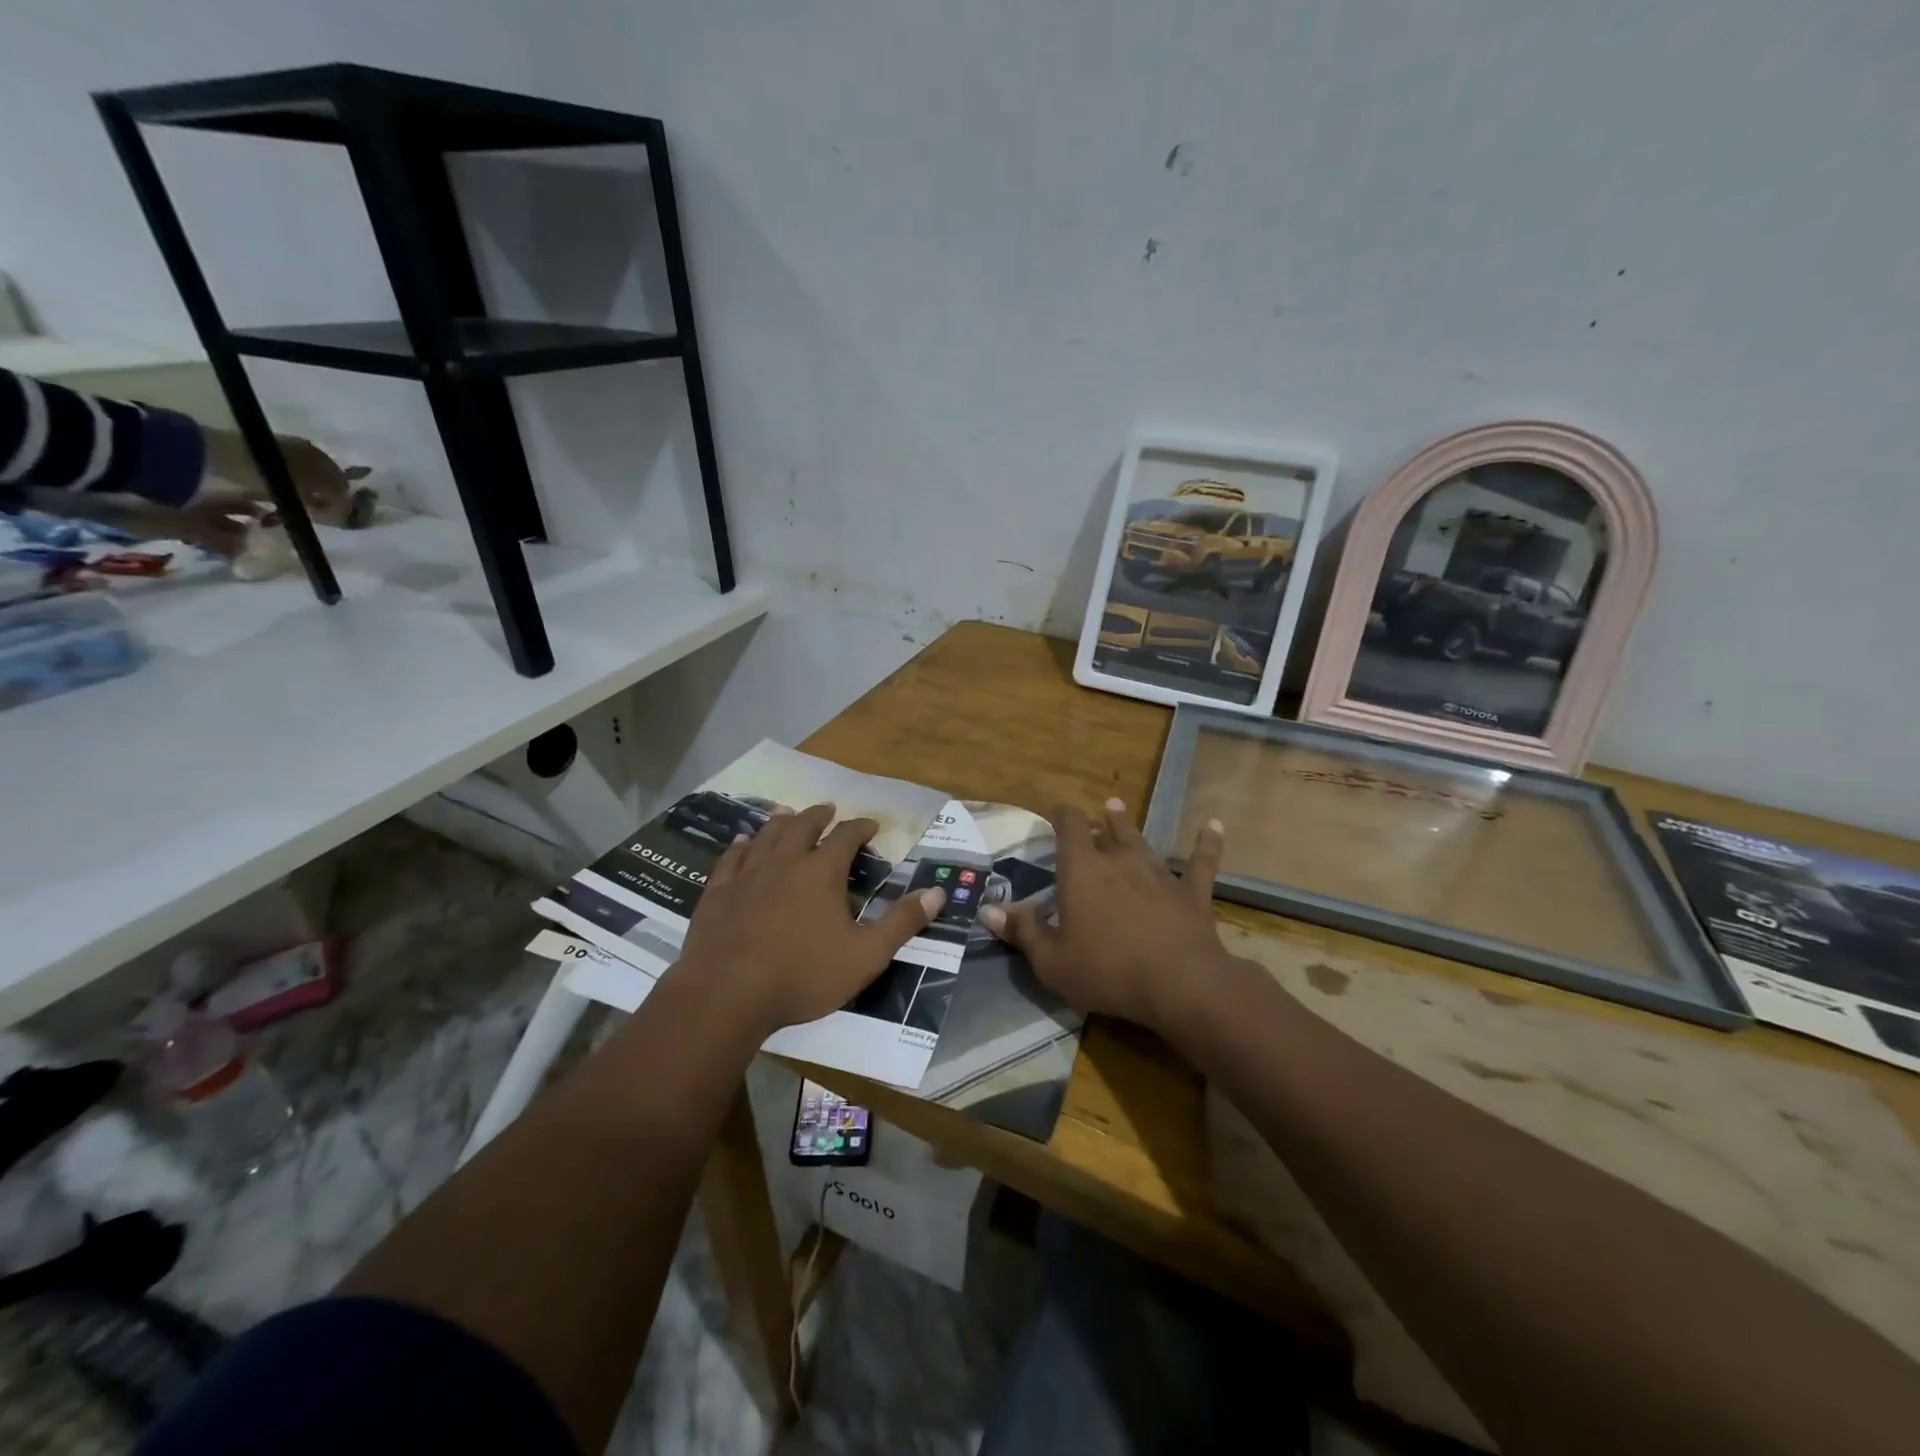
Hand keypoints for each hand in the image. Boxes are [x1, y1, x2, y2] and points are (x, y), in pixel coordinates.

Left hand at [676, 803, 944, 1035]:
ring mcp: (747, 875)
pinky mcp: (718, 892)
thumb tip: (938, 893)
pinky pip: (731, 858)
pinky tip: (742, 842)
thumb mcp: (866, 955)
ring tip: (787, 812)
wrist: (727, 994)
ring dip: (781, 821)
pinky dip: (741, 845)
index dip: (861, 828)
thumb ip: (902, 922)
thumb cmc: (803, 975)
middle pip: (803, 826)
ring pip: (767, 836)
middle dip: (819, 815)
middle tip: (828, 809)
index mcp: (822, 872)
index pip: (846, 836)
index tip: (870, 826)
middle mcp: (785, 862)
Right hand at [980, 799, 1233, 1033]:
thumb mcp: (1052, 961)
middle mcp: (1120, 860)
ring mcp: (1159, 873)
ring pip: (1141, 840)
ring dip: (1127, 825)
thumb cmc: (1107, 970)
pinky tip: (1213, 824)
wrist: (1180, 983)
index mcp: (1082, 870)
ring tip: (1117, 807)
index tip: (1055, 813)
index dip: (1061, 816)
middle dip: (1094, 823)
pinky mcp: (1192, 893)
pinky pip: (1201, 862)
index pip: (1069, 827)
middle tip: (1088, 817)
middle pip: (1105, 831)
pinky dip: (1206, 842)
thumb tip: (988, 908)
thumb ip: (1022, 931)